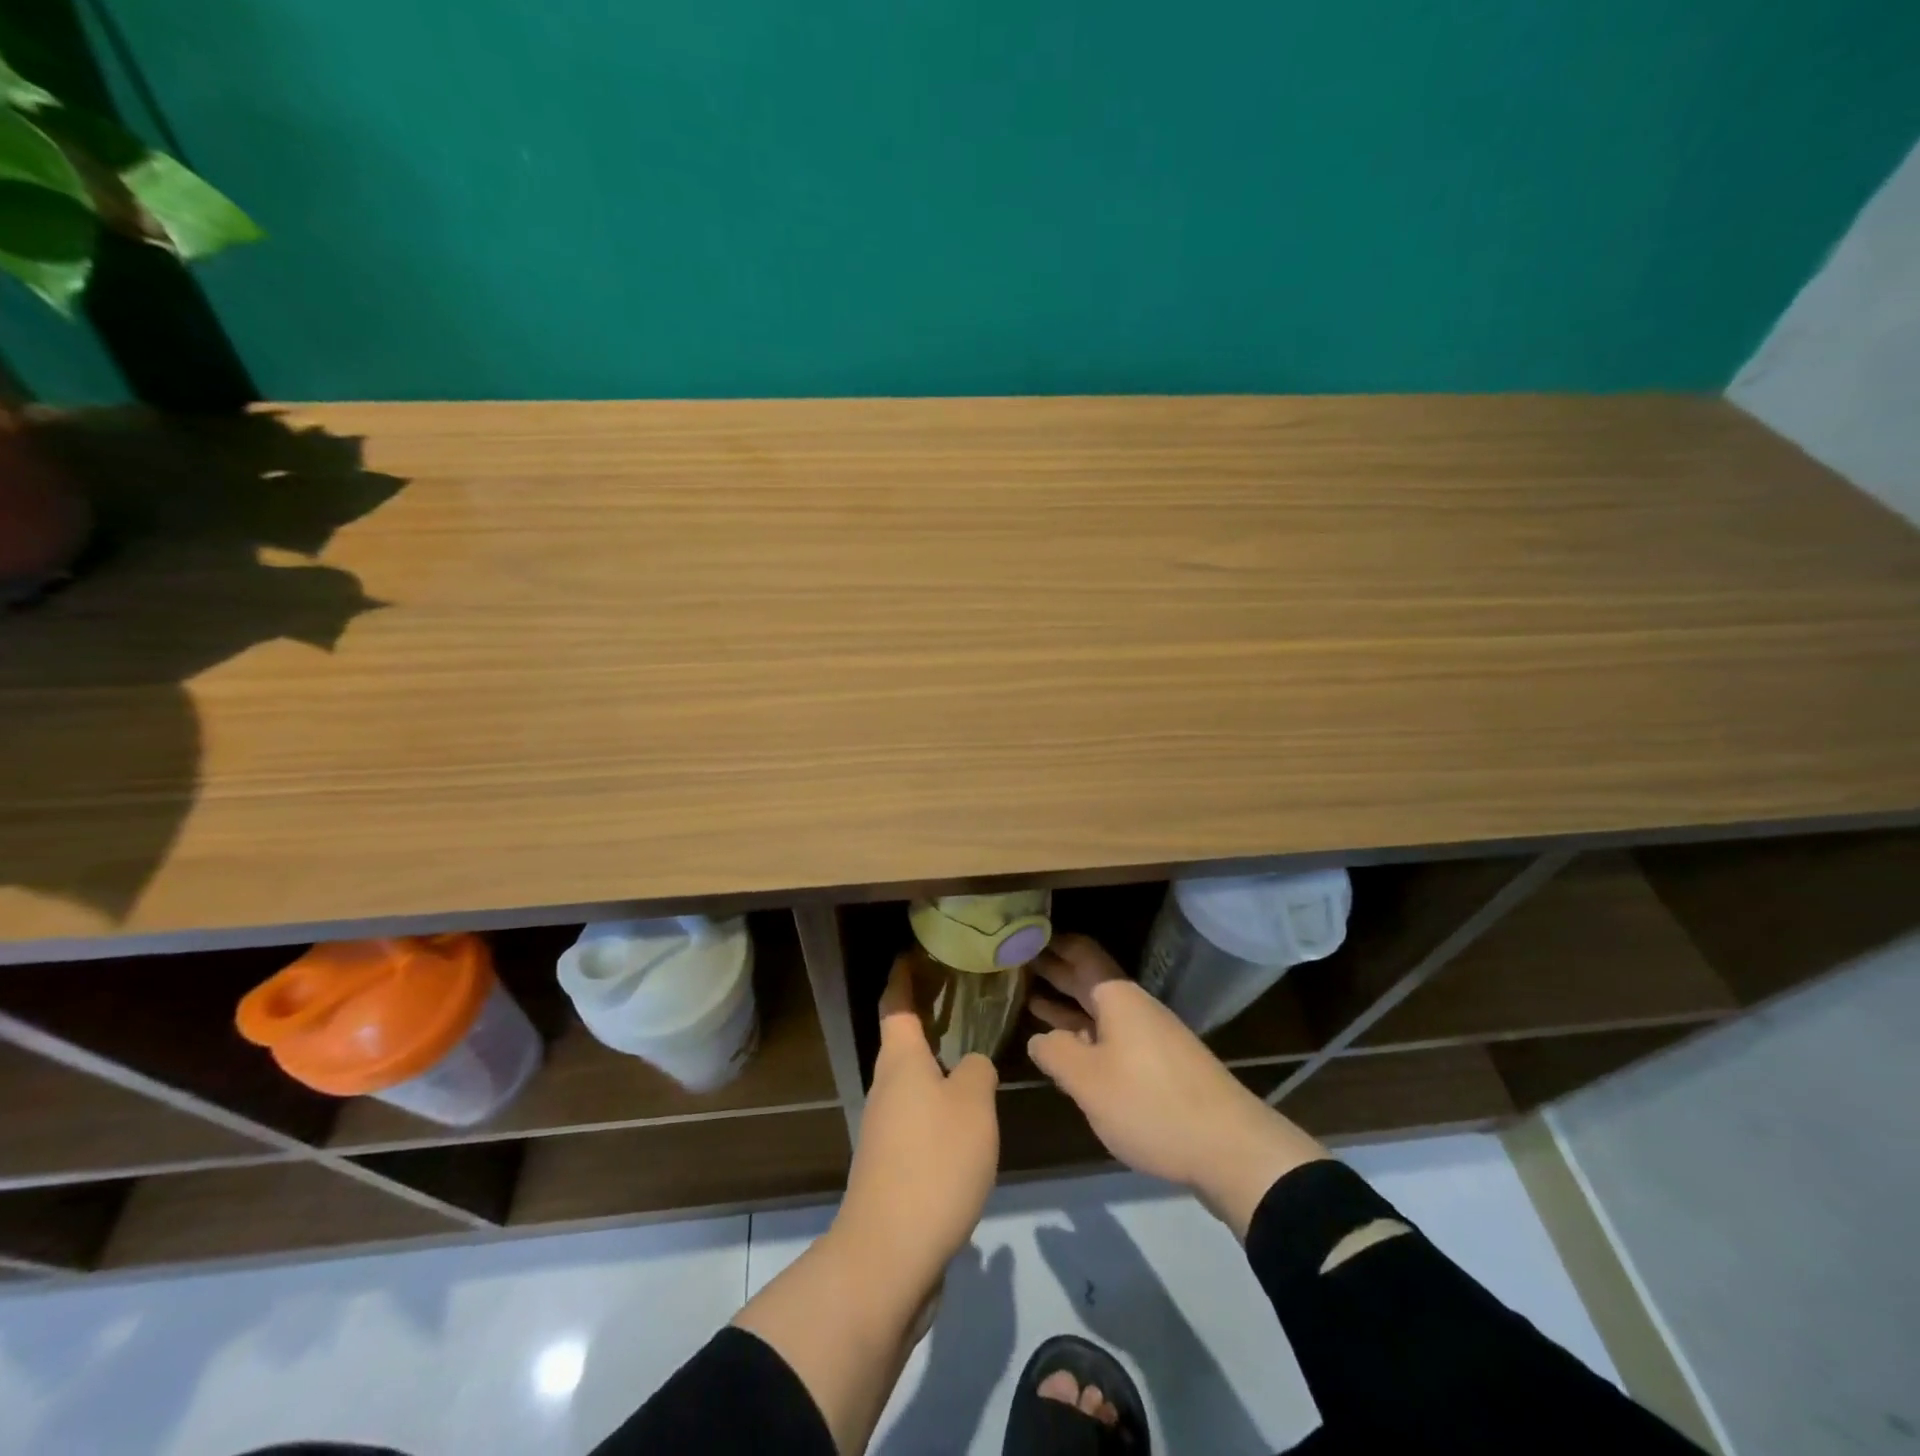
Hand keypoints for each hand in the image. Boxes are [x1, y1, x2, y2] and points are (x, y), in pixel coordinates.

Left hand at [831, 953, 1000, 1297]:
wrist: (890, 1253)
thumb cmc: (934, 1161)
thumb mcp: (973, 1105)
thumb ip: (977, 1072)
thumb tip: (970, 1066)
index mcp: (900, 1061)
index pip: (895, 1003)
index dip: (903, 975)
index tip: (916, 953)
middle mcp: (885, 1086)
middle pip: (902, 1041)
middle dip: (926, 1018)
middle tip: (963, 999)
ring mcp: (884, 1128)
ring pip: (911, 1081)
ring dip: (935, 1064)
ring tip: (973, 1056)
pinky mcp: (892, 1165)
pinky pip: (917, 1117)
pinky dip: (938, 1104)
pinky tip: (967, 1118)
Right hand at [1027, 934, 1326, 1238]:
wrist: (1230, 1147)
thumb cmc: (1150, 1103)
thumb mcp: (1089, 1080)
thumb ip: (1056, 1053)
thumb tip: (1039, 1038)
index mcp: (1117, 998)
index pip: (1081, 953)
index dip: (1054, 944)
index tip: (1025, 937)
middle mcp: (1134, 1008)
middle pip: (1089, 980)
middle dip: (1056, 973)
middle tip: (1018, 965)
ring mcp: (1150, 1036)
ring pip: (1100, 1011)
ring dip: (1068, 1006)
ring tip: (1032, 1001)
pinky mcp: (1160, 1065)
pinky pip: (1113, 1036)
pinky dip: (1086, 1034)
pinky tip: (1070, 1048)